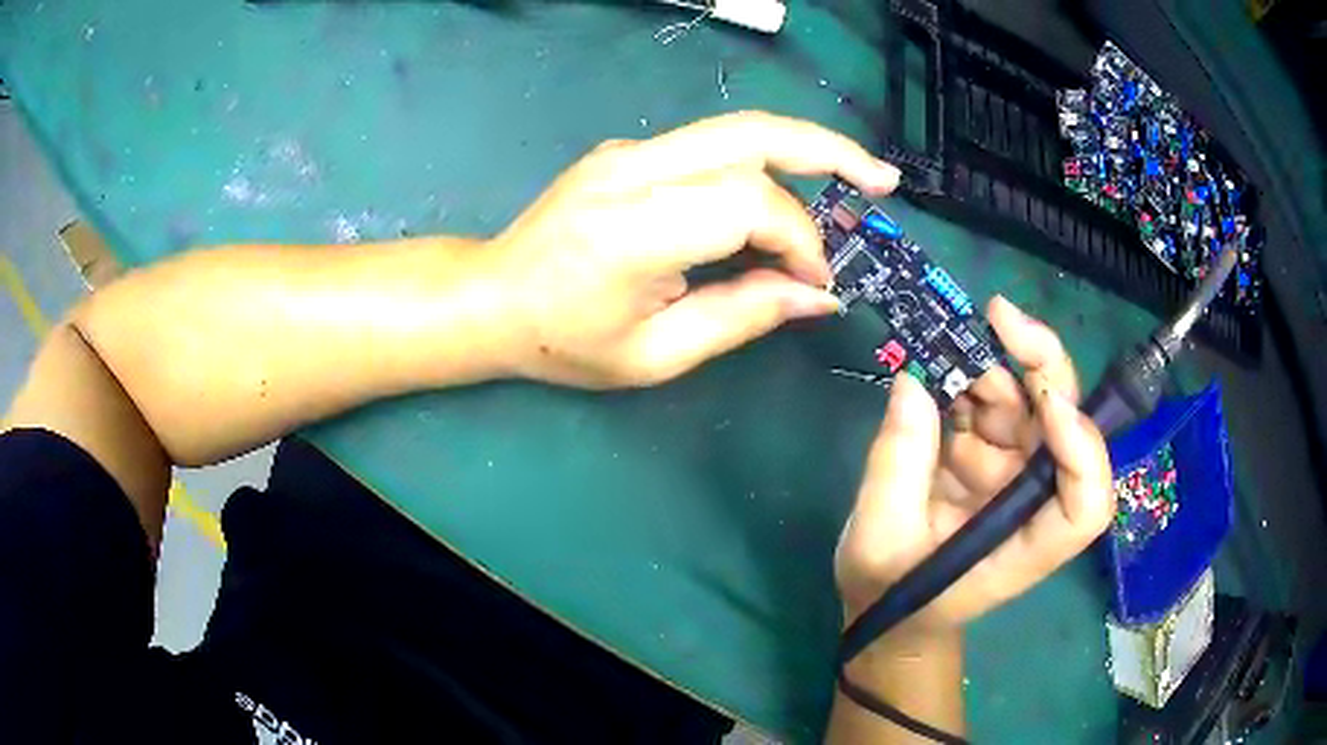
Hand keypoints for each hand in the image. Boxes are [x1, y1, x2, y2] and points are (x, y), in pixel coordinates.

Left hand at [487, 111, 898, 388]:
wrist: (491, 296)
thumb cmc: (563, 341)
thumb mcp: (654, 355)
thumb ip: (741, 317)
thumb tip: (817, 295)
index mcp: (632, 229)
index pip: (747, 204)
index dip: (799, 239)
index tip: (818, 282)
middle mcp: (632, 170)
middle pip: (751, 134)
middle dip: (829, 152)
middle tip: (883, 181)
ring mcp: (628, 151)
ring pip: (737, 130)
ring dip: (805, 149)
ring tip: (858, 177)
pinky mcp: (630, 151)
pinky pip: (712, 147)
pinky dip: (764, 166)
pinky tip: (789, 195)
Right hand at [834, 297, 1112, 638]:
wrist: (889, 606)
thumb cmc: (892, 592)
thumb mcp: (880, 539)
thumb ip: (897, 463)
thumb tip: (915, 379)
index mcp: (1025, 546)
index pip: (1085, 504)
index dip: (1081, 449)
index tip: (1045, 399)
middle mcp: (1035, 504)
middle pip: (1067, 429)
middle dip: (1041, 367)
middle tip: (997, 317)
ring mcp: (1016, 477)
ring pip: (1030, 404)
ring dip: (993, 366)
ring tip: (942, 346)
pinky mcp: (994, 458)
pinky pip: (995, 405)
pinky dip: (969, 378)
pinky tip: (937, 368)